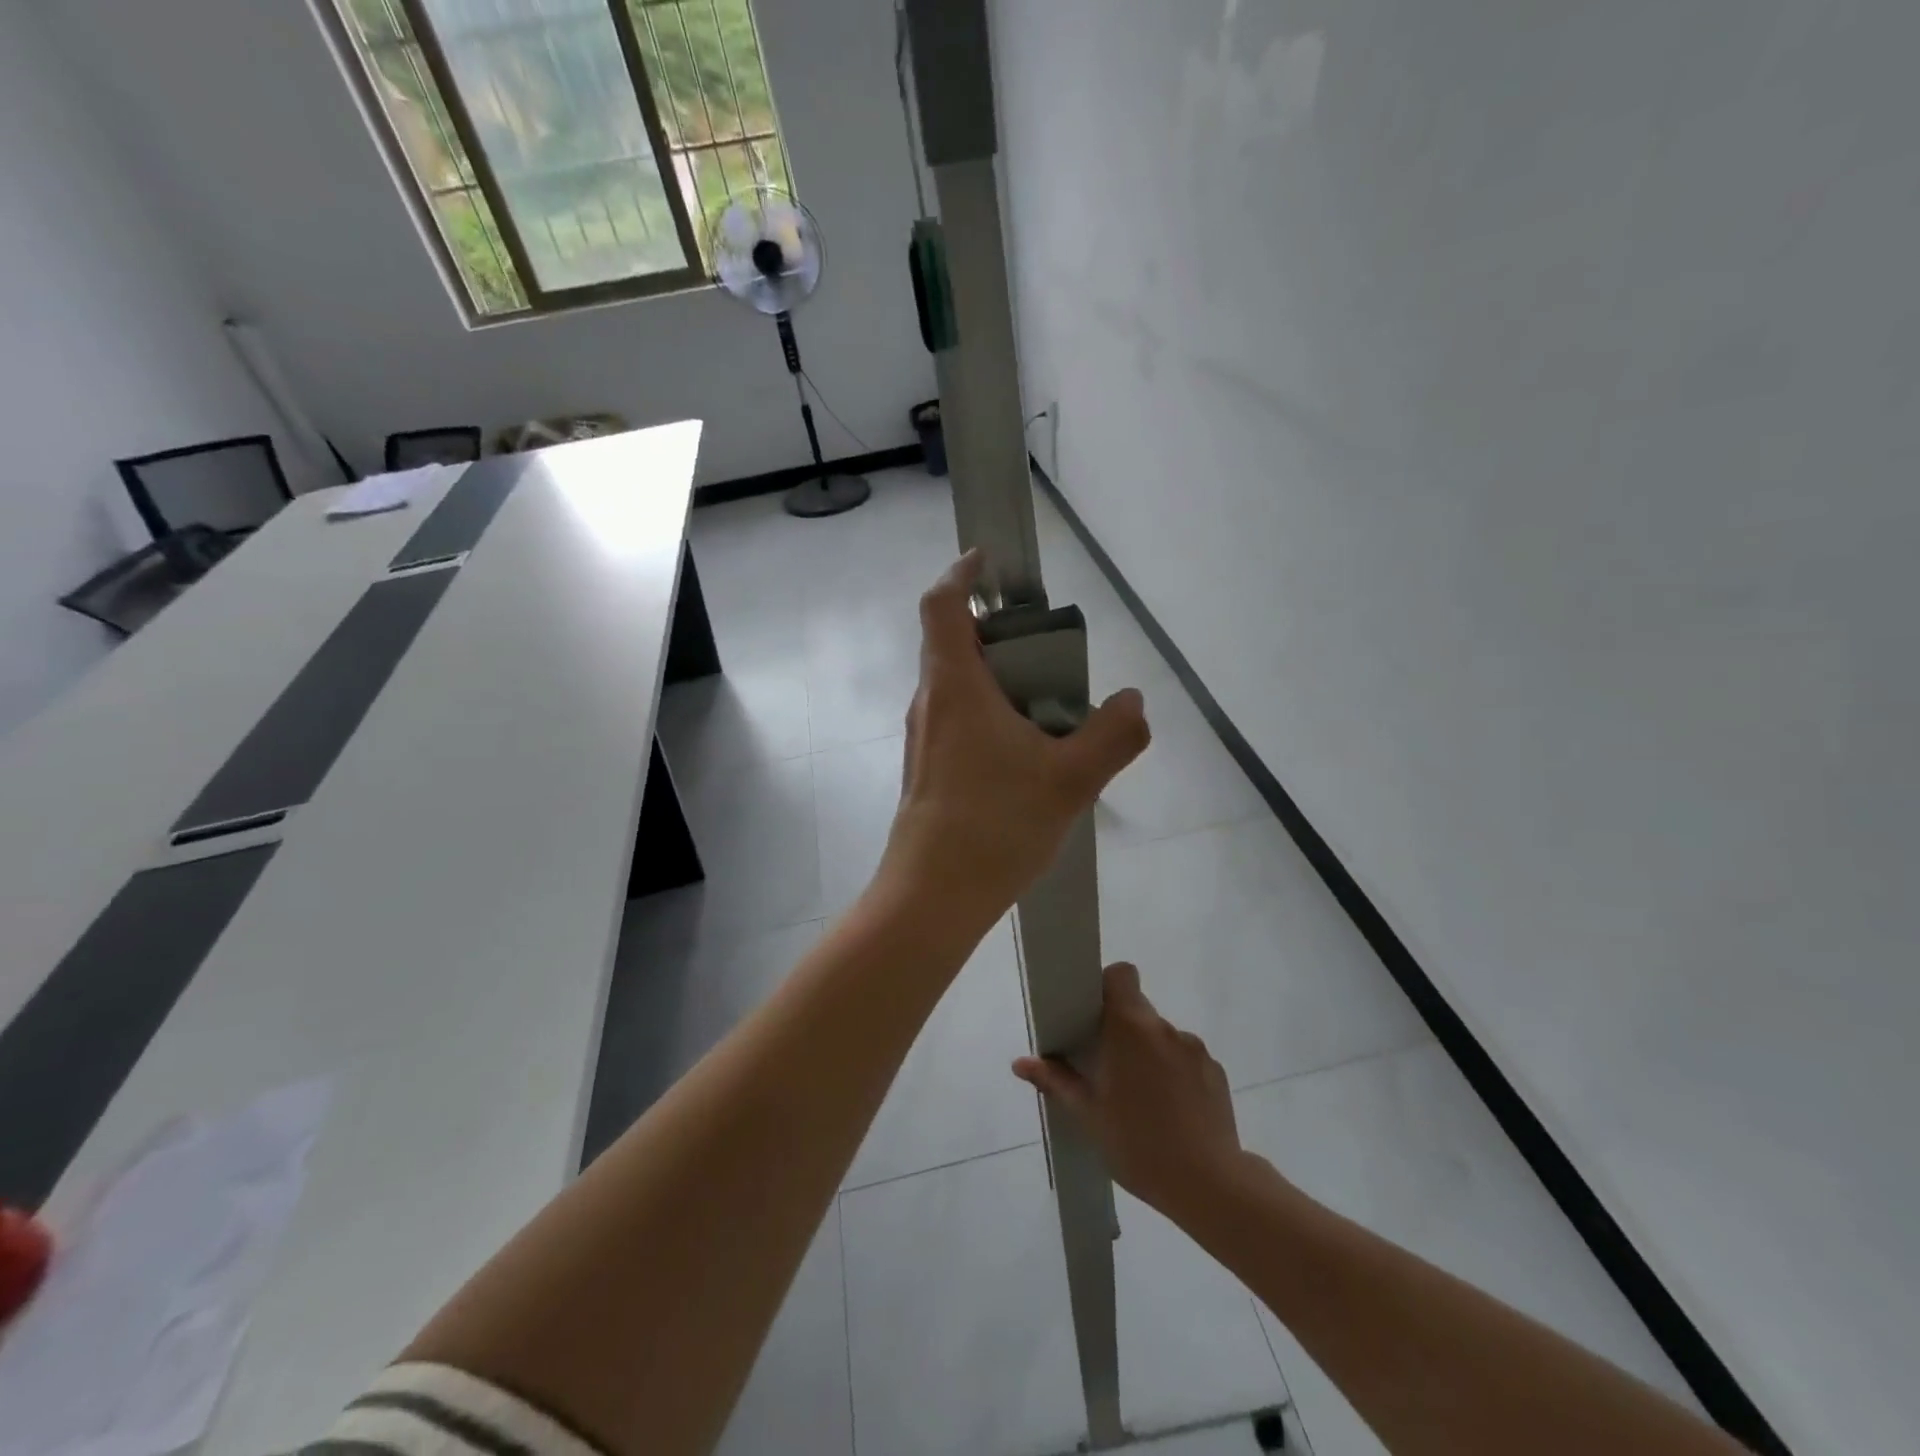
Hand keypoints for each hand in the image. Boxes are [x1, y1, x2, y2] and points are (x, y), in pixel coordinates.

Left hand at [881, 551, 1149, 921]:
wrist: (931, 896)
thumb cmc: (994, 825)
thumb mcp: (1071, 780)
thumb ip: (1112, 736)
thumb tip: (1134, 702)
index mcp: (955, 686)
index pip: (943, 605)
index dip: (962, 574)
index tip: (988, 562)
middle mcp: (931, 703)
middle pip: (954, 644)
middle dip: (1000, 635)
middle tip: (1051, 653)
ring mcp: (925, 739)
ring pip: (959, 687)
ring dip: (999, 680)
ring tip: (1050, 709)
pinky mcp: (927, 770)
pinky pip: (959, 721)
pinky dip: (991, 716)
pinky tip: (1027, 757)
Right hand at [1013, 963, 1249, 1221]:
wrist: (1209, 1185)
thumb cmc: (1138, 1145)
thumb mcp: (1088, 1116)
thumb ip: (1056, 1081)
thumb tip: (1020, 1063)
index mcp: (1130, 1028)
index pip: (1121, 975)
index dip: (1107, 985)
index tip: (1095, 1014)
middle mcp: (1164, 1028)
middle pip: (1138, 1010)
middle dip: (1122, 1030)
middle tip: (1108, 1067)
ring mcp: (1194, 1049)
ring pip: (1162, 1037)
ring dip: (1149, 1054)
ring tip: (1142, 1099)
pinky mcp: (1215, 1072)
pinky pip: (1186, 1060)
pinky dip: (1175, 1074)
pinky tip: (1171, 1112)